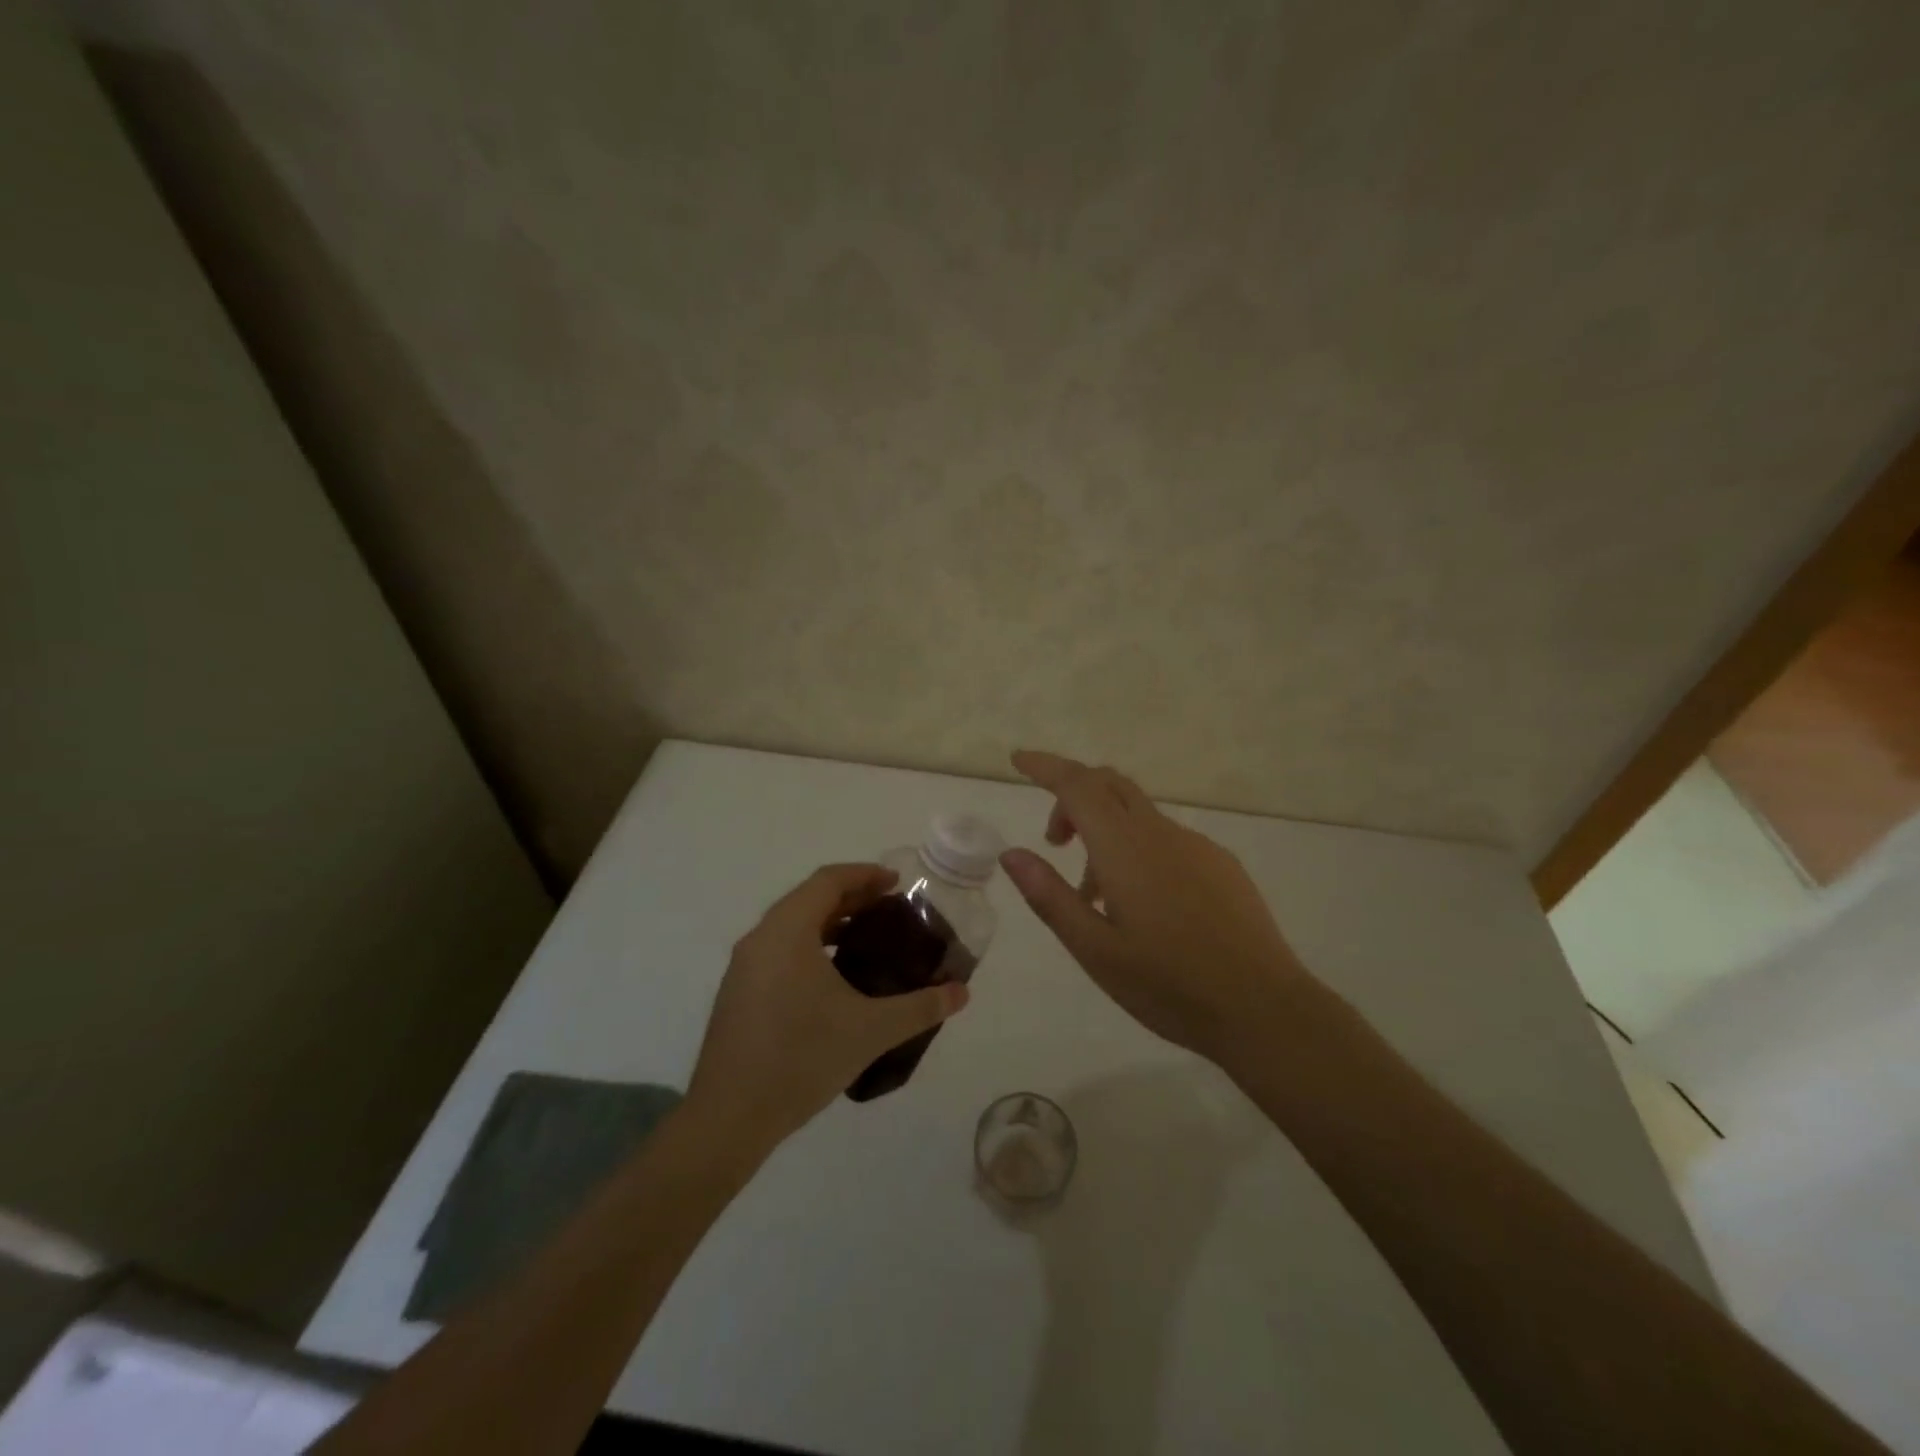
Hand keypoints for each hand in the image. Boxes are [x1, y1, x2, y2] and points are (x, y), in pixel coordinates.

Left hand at [688, 864, 969, 1150]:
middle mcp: (760, 939)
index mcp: (787, 931)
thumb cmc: (801, 1059)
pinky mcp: (738, 993)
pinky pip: (779, 951)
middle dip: (851, 897)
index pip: (828, 880)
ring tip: (867, 941)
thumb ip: (920, 1007)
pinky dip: (810, 947)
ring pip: (791, 926)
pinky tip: (834, 980)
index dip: (864, 875)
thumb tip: (961, 992)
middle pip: (809, 898)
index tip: (896, 883)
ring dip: (829, 923)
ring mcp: (743, 967)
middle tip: (890, 910)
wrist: (728, 1118)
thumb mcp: (871, 1030)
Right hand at [1000, 750, 1309, 1066]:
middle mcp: (1161, 833)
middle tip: (1055, 841)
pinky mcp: (1221, 865)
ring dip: (1104, 835)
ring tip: (1094, 899)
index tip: (1018, 759)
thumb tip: (1012, 853)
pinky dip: (1137, 851)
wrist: (1264, 1009)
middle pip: (1110, 785)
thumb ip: (1050, 896)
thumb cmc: (1169, 985)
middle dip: (1073, 796)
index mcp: (1126, 849)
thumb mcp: (1094, 950)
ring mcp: (1197, 846)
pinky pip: (1166, 839)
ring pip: (1137, 816)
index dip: (1045, 766)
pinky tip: (1143, 907)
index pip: (1078, 786)